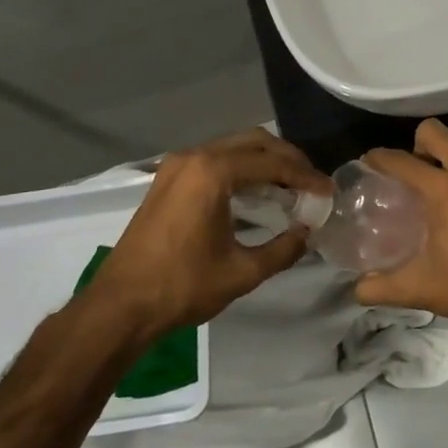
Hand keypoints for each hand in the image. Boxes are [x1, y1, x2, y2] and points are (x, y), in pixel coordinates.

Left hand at [90, 130, 331, 332]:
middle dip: (288, 159)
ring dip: (264, 161)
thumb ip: (283, 249)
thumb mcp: (242, 272)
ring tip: (291, 186)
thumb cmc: (181, 287)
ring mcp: (176, 165)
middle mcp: (194, 157)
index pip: (272, 163)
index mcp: (212, 172)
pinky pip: (215, 159)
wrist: (120, 306)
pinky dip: (242, 168)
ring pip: (233, 147)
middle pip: (254, 142)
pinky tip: (257, 191)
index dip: (305, 176)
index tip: (328, 192)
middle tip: (312, 183)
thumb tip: (307, 233)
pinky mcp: (167, 179)